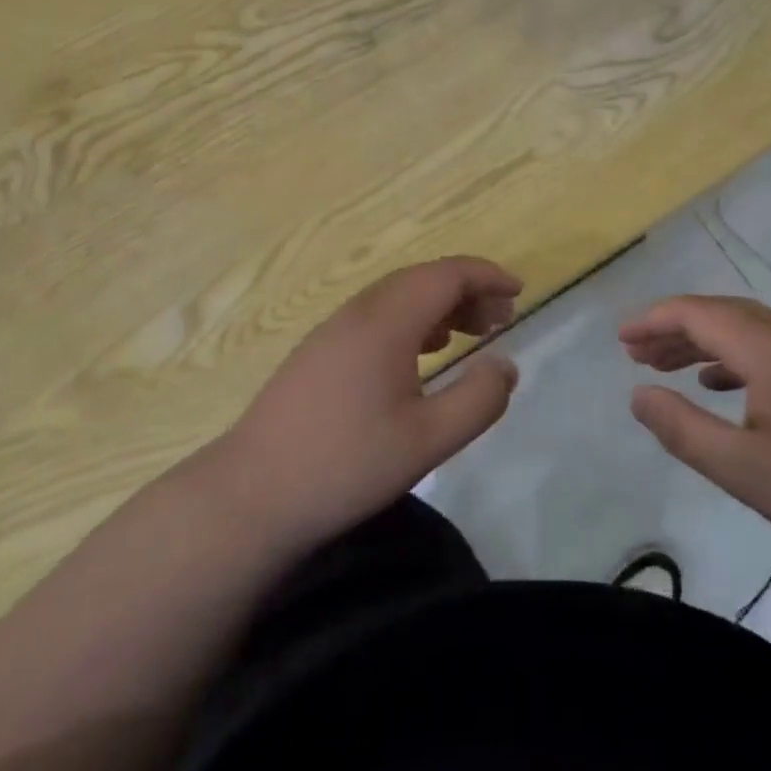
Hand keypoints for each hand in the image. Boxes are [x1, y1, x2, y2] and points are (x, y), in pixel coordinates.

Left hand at [215, 258, 521, 555]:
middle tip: (502, 320)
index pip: (447, 274)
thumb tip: (506, 365)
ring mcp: (334, 330)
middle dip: (468, 291)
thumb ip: (478, 399)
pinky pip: (378, 316)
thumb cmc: (346, 464)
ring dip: (440, 306)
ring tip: (471, 333)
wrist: (251, 495)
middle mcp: (360, 312)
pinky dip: (413, 321)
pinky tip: (423, 353)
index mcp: (387, 320)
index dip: (487, 276)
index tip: (519, 292)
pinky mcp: (319, 352)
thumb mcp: (428, 441)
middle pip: (423, 280)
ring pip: (399, 297)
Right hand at [620, 296, 770, 587]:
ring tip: (667, 366)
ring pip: (747, 329)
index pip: (697, 313)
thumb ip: (683, 429)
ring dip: (704, 342)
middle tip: (635, 353)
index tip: (620, 338)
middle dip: (674, 329)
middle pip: (721, 314)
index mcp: (769, 347)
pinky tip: (722, 384)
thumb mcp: (743, 468)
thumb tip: (637, 396)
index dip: (653, 320)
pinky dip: (736, 357)